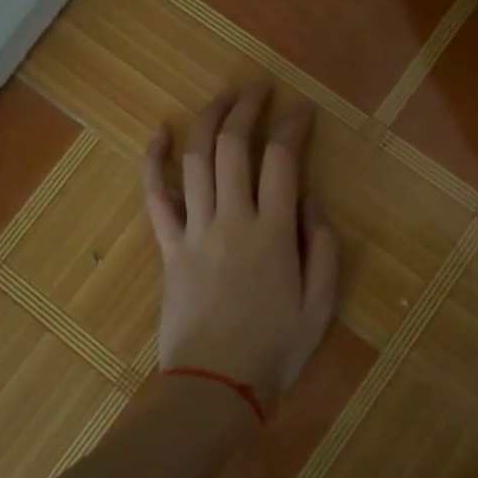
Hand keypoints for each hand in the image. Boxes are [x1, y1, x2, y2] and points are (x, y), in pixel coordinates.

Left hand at [143, 82, 339, 412]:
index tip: (302, 107)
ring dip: (208, 120)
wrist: (215, 388)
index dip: (293, 125)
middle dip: (247, 108)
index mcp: (274, 233)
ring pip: (196, 160)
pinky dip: (154, 161)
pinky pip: (156, 197)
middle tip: (259, 89)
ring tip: (223, 97)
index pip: (283, 159)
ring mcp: (195, 231)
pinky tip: (159, 132)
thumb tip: (311, 200)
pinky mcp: (169, 247)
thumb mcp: (321, 305)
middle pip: (234, 146)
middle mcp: (232, 220)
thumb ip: (323, 247)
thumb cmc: (275, 350)